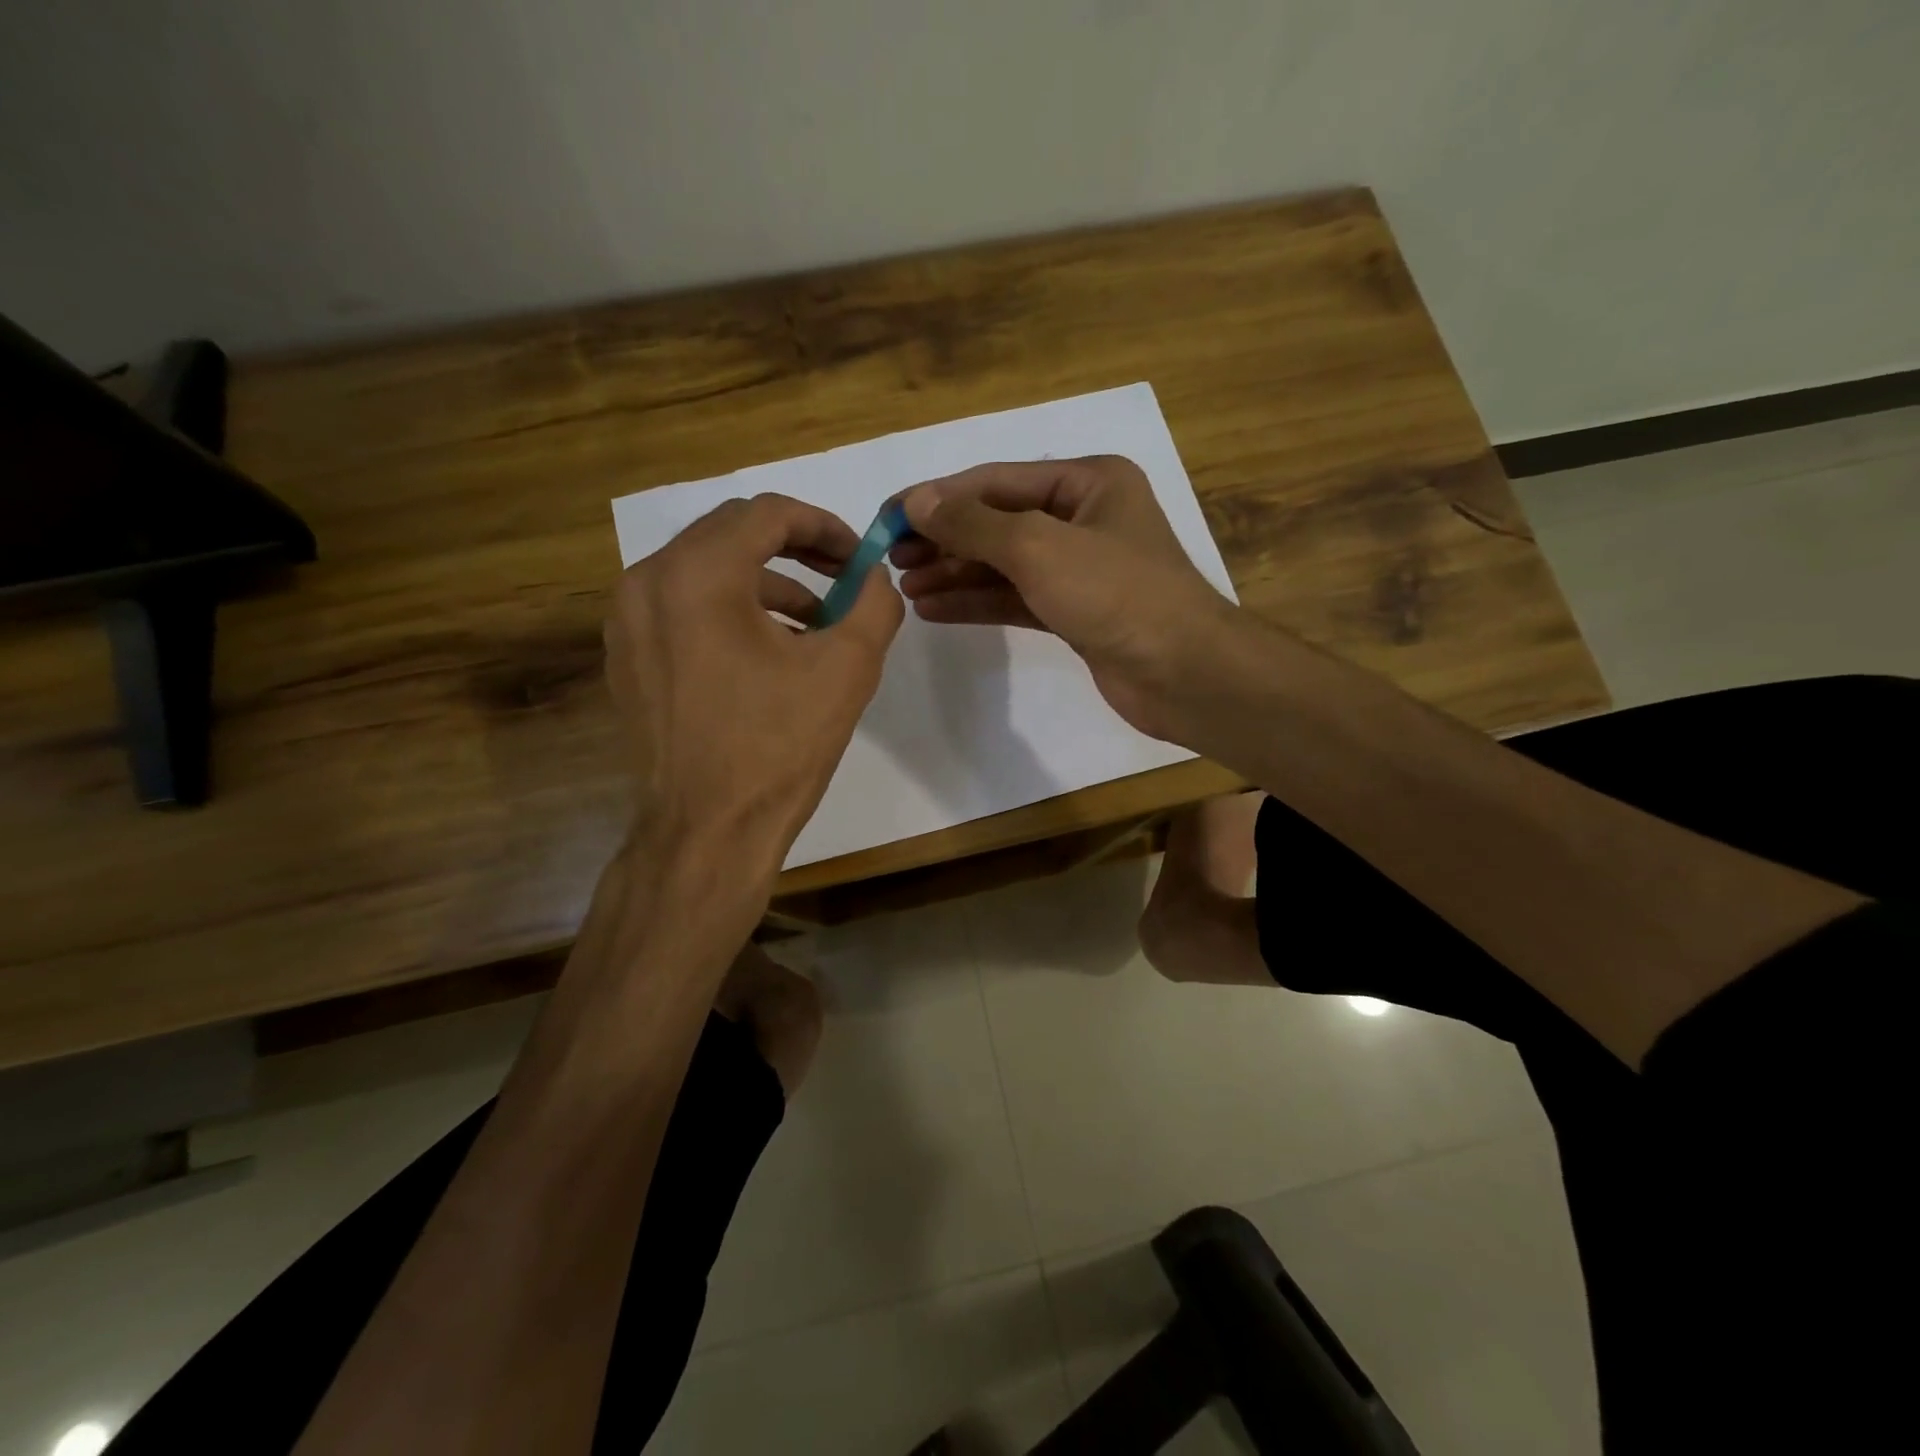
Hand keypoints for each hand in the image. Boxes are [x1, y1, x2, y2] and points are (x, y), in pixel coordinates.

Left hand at [606, 493, 902, 885]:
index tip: (859, 556)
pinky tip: (768, 651)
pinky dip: (729, 610)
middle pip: (730, 533)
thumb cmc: (779, 747)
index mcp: (698, 574)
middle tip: (842, 576)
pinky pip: (682, 607)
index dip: (823, 525)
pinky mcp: (626, 657)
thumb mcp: (847, 668)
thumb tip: (875, 575)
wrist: (708, 831)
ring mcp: (627, 622)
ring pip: (704, 570)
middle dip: (795, 547)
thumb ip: (874, 602)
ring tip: (815, 620)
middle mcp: (648, 582)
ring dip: (765, 581)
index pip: (767, 513)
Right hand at [894, 456, 1234, 739]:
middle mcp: (1084, 518)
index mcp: (1088, 481)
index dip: (939, 497)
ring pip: (1004, 563)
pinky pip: (1015, 598)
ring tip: (905, 588)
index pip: (997, 481)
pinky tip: (935, 609)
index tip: (888, 516)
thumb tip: (916, 502)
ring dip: (954, 573)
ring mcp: (1080, 568)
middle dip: (944, 539)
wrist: (1183, 673)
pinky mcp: (1075, 612)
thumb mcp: (1039, 547)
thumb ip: (974, 524)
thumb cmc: (1116, 594)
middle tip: (891, 558)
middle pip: (998, 521)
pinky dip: (977, 602)